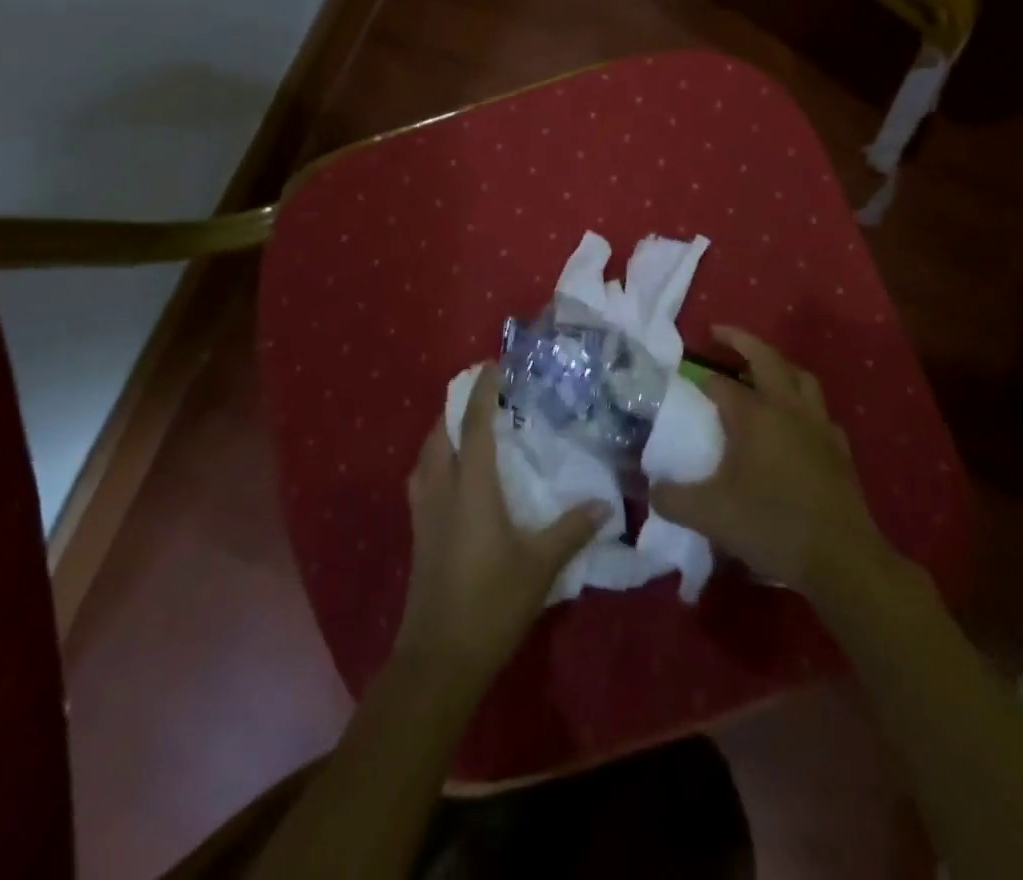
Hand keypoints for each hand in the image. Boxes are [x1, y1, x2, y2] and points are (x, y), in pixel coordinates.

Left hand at [394, 366, 610, 683]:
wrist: (438, 659)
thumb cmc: (491, 604)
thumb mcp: (540, 566)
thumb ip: (571, 530)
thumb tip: (604, 504)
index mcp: (471, 487)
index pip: (474, 424)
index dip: (482, 391)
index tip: (492, 364)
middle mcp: (442, 488)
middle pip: (440, 432)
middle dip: (456, 406)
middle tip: (483, 394)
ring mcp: (424, 511)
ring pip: (426, 455)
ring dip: (442, 432)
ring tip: (467, 426)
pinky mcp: (418, 532)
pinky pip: (422, 478)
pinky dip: (436, 459)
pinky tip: (454, 475)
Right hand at [652, 327, 899, 601]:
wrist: (841, 559)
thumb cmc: (771, 525)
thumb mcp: (709, 515)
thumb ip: (672, 499)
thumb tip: (651, 490)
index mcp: (755, 415)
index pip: (720, 384)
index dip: (700, 381)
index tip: (685, 387)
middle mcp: (787, 408)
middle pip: (766, 357)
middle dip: (740, 340)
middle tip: (718, 333)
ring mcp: (819, 426)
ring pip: (800, 377)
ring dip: (778, 365)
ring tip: (760, 370)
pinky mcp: (839, 449)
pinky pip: (819, 412)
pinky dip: (803, 404)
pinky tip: (795, 423)